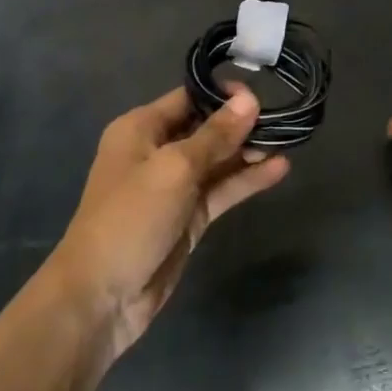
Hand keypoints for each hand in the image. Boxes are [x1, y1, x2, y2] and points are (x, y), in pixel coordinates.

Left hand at [54, 86, 288, 361]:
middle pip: (206, 128)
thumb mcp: (174, 169)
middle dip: (242, 123)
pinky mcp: (189, 217)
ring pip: (218, 160)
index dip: (223, 94)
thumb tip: (249, 99)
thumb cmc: (131, 218)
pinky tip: (279, 169)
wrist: (102, 296)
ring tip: (289, 140)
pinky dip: (246, 180)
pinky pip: (222, 190)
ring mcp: (174, 186)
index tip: (262, 94)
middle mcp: (157, 151)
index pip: (189, 97)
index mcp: (141, 128)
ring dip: (249, 151)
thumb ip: (215, 135)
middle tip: (284, 118)